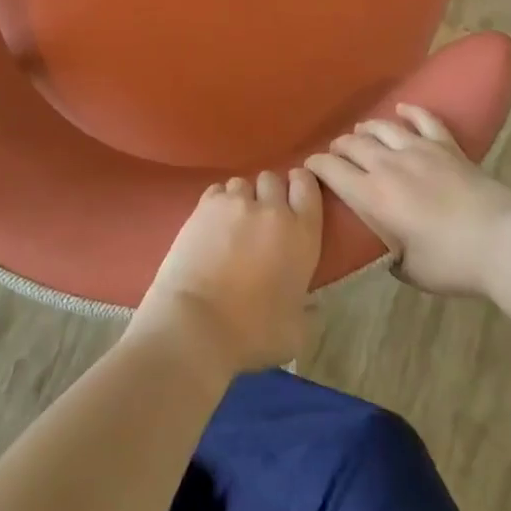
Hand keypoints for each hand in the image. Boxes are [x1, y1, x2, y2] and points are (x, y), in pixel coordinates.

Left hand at [131, 168, 323, 380]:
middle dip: (269, 193)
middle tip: (262, 218)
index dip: (300, 185)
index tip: (294, 198)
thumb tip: (313, 306)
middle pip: (273, 178)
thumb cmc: (253, 332)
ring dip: (242, 198)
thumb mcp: (297, 332)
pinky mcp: (204, 206)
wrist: (196, 323)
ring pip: (242, 183)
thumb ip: (309, 311)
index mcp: (302, 234)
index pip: (307, 185)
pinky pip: (217, 191)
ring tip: (233, 222)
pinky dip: (217, 202)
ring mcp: (235, 203)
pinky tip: (212, 224)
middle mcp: (271, 209)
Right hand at [304, 105, 510, 296]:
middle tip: (334, 154)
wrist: (503, 243)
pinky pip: (424, 119)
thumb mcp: (410, 270)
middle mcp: (389, 165)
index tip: (308, 167)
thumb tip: (387, 248)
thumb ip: (390, 256)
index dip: (315, 166)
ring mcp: (419, 150)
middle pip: (353, 144)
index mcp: (373, 196)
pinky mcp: (447, 146)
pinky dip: (410, 111)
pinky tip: (402, 109)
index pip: (332, 170)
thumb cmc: (453, 263)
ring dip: (367, 129)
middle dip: (338, 147)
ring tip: (360, 132)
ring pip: (382, 128)